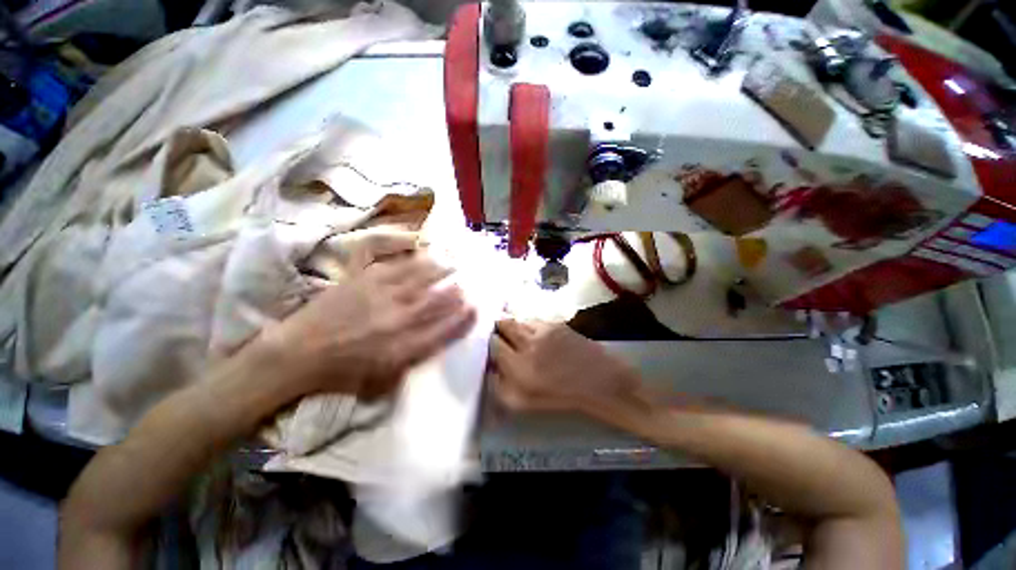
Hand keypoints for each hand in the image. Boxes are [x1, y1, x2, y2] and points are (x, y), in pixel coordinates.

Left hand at [263, 253, 475, 399]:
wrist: (298, 352)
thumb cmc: (342, 371)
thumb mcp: (382, 378)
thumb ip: (413, 358)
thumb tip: (437, 339)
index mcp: (402, 346)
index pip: (444, 329)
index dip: (463, 318)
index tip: (475, 308)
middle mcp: (397, 317)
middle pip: (438, 300)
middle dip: (457, 291)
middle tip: (468, 284)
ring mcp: (381, 293)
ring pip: (422, 277)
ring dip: (442, 270)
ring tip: (455, 263)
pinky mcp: (364, 277)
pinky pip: (395, 262)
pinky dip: (413, 256)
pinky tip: (423, 251)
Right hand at [489, 320, 640, 413]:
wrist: (599, 381)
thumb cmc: (561, 396)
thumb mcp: (524, 403)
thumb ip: (501, 387)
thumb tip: (490, 369)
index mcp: (519, 367)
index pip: (494, 345)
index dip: (489, 344)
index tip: (491, 348)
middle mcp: (528, 343)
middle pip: (503, 324)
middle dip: (498, 328)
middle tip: (498, 334)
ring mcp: (543, 330)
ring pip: (518, 319)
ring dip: (512, 324)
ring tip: (514, 333)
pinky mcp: (555, 323)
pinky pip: (533, 319)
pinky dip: (527, 324)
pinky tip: (532, 332)